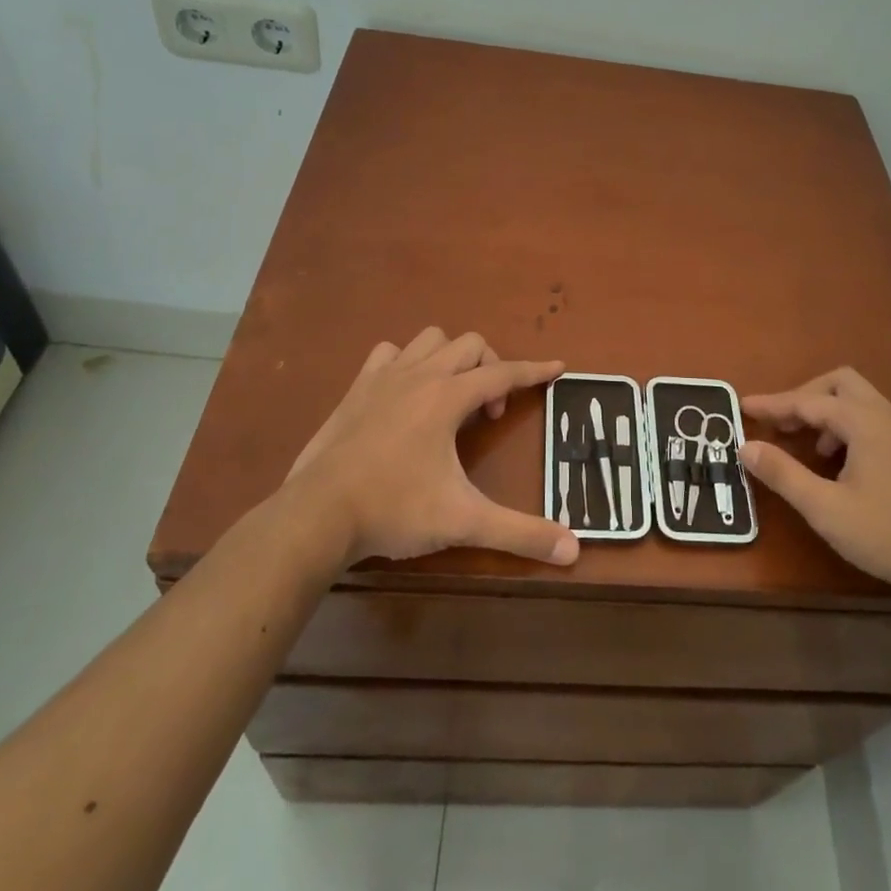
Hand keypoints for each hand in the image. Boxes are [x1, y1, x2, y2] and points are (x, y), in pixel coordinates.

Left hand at [280, 328, 578, 569]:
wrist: (317, 514)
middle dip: (492, 368)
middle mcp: (420, 375)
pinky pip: (388, 354)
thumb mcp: (463, 521)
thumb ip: (520, 533)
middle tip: (490, 413)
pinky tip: (406, 392)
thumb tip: (573, 550)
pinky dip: (406, 362)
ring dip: (451, 358)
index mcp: (448, 397)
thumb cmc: (394, 510)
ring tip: (453, 397)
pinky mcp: (356, 389)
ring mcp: (383, 378)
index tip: (558, 367)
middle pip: (470, 345)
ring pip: (430, 340)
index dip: (535, 370)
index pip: (504, 373)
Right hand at [741, 367, 890, 600]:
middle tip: (782, 424)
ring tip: (808, 447)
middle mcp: (886, 417)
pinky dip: (847, 427)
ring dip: (827, 412)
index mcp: (864, 423)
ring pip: (859, 401)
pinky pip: (872, 420)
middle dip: (805, 396)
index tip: (742, 407)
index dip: (773, 404)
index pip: (808, 401)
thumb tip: (746, 447)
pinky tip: (839, 464)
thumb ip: (784, 474)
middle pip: (839, 384)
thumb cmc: (889, 534)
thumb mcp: (825, 509)